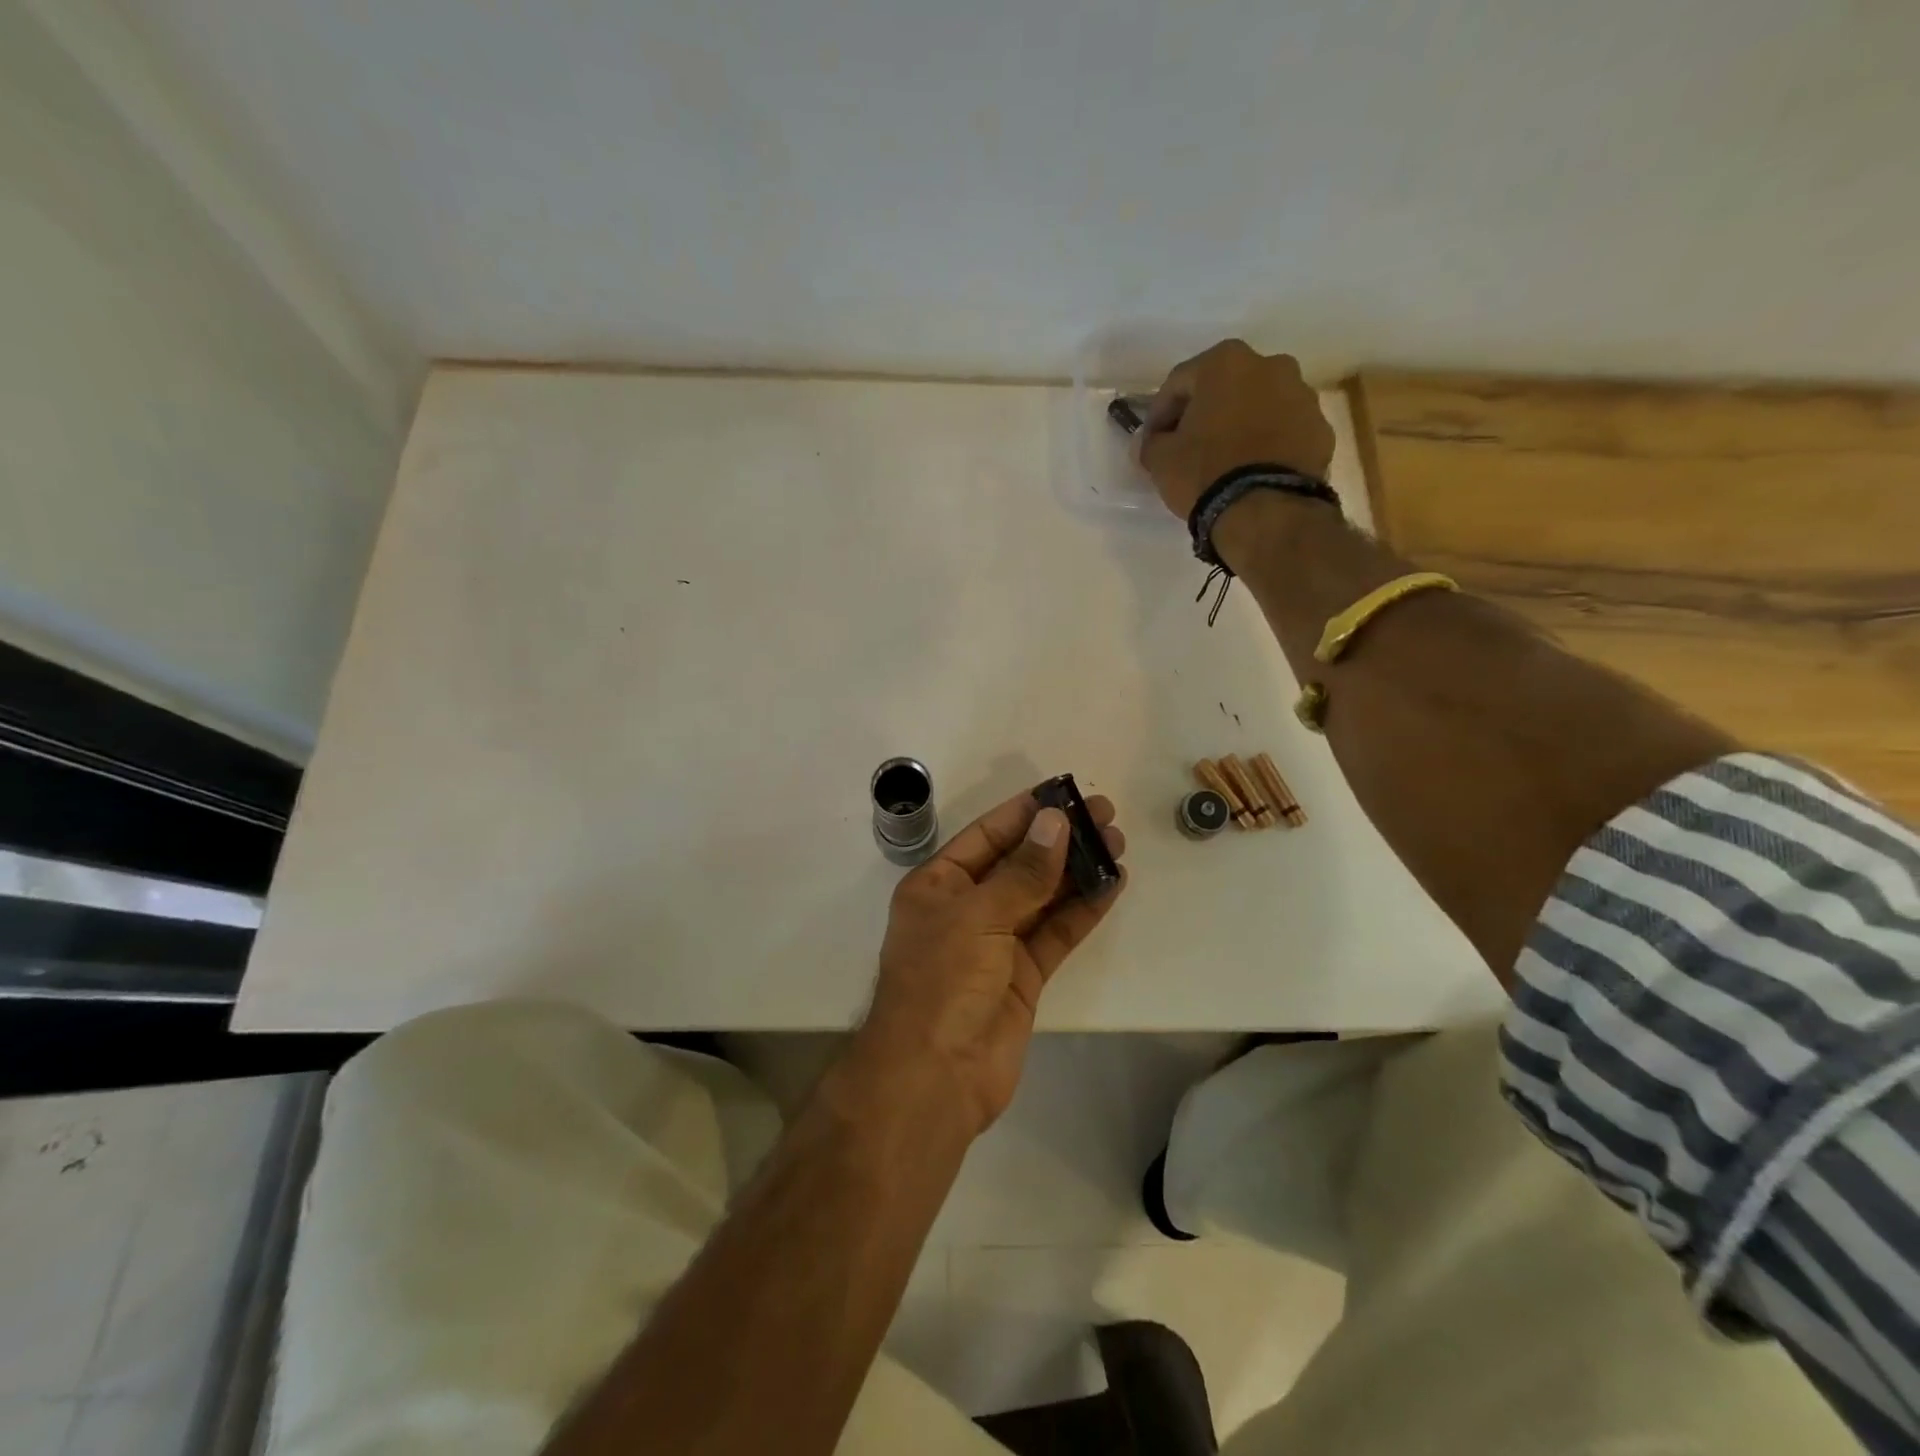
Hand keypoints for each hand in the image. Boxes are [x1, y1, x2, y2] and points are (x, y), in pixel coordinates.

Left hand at [849, 790, 1126, 1137]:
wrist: (936, 1077)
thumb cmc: (943, 981)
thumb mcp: (979, 916)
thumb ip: (1022, 872)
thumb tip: (1055, 822)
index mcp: (938, 886)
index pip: (986, 836)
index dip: (1024, 813)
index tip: (1064, 792)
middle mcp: (966, 909)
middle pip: (1019, 863)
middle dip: (1059, 838)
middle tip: (1105, 815)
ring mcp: (996, 944)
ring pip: (1042, 896)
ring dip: (1077, 870)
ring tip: (1117, 842)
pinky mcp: (1023, 976)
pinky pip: (1056, 933)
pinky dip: (1083, 910)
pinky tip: (1112, 884)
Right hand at [1137, 340, 1335, 519]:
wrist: (1266, 510)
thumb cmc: (1206, 473)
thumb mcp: (1160, 460)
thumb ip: (1151, 443)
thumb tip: (1150, 442)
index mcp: (1225, 362)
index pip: (1179, 382)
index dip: (1159, 413)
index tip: (1151, 441)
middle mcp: (1270, 365)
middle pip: (1225, 387)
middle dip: (1204, 413)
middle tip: (1188, 447)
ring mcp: (1302, 395)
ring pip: (1258, 405)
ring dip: (1239, 425)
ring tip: (1224, 461)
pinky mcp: (1321, 429)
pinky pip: (1283, 431)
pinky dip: (1266, 443)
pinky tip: (1252, 471)